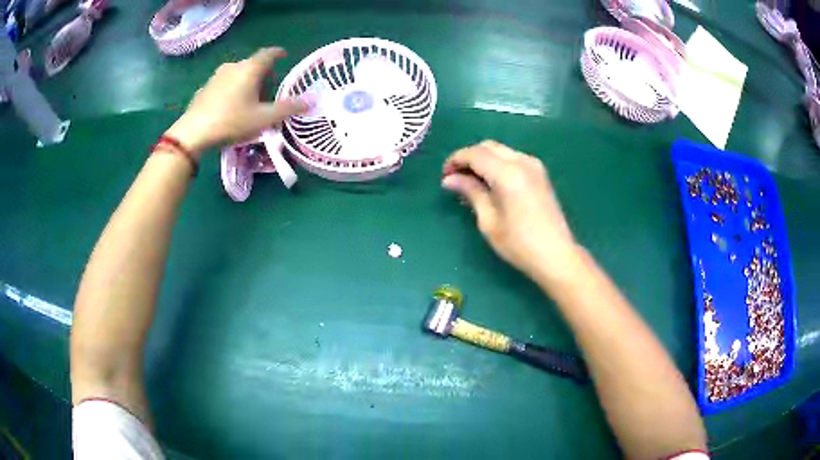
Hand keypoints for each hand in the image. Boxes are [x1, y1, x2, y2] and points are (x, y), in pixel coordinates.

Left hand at [165, 47, 308, 154]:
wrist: (193, 133)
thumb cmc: (231, 122)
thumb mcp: (263, 118)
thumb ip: (289, 108)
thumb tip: (313, 101)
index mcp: (250, 68)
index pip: (269, 53)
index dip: (279, 53)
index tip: (284, 56)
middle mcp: (233, 66)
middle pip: (253, 65)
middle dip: (263, 74)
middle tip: (268, 91)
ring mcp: (216, 76)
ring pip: (237, 74)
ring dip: (246, 82)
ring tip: (249, 102)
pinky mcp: (205, 88)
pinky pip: (224, 84)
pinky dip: (231, 90)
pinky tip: (230, 108)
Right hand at [442, 140, 580, 283]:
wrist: (556, 255)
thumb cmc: (519, 244)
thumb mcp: (489, 220)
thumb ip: (470, 192)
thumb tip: (449, 179)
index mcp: (507, 173)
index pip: (475, 154)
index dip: (456, 160)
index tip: (444, 175)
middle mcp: (522, 161)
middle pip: (488, 146)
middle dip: (469, 157)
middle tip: (455, 178)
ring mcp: (534, 166)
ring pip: (501, 150)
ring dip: (483, 159)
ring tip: (471, 181)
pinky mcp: (540, 173)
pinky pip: (513, 158)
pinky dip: (497, 164)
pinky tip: (491, 182)